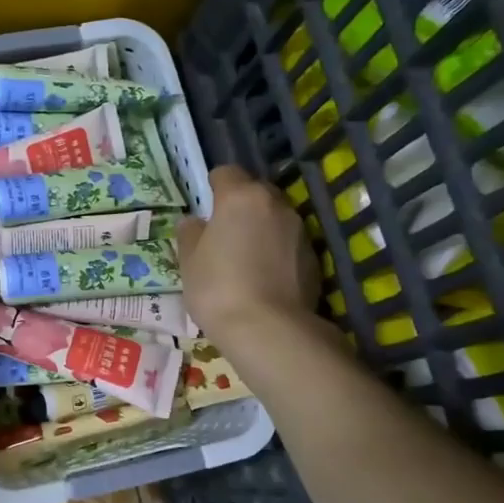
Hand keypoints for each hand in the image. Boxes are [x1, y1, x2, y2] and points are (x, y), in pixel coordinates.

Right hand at [177, 166, 321, 346]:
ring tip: (245, 257)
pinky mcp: (314, 257)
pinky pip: (289, 243)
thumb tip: (194, 222)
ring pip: (275, 217)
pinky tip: (265, 277)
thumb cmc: (218, 289)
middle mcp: (275, 204)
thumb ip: (190, 234)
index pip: (226, 173)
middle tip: (224, 233)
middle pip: (255, 192)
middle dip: (240, 205)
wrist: (269, 330)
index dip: (213, 186)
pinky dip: (277, 251)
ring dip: (261, 228)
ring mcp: (299, 230)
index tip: (205, 207)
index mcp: (240, 197)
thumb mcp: (189, 262)